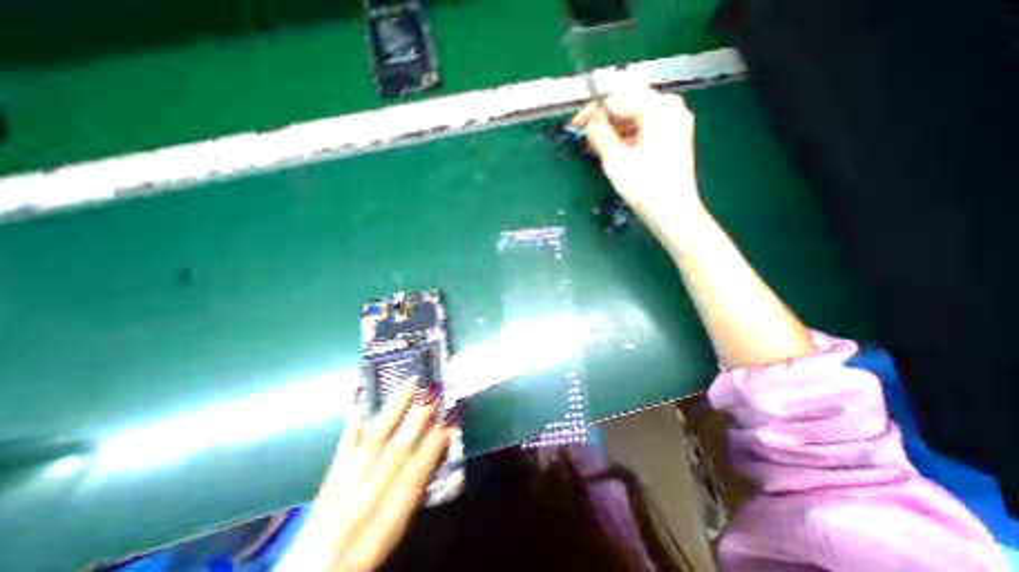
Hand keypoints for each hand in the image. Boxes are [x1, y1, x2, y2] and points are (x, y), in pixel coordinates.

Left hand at [279, 386, 451, 568]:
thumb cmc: (363, 550)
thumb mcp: (395, 531)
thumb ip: (415, 491)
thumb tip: (435, 451)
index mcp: (384, 522)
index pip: (413, 476)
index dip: (433, 447)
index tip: (448, 421)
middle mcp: (361, 501)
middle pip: (393, 454)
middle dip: (416, 421)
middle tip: (432, 394)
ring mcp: (341, 487)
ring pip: (371, 442)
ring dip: (392, 410)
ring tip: (409, 385)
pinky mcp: (327, 477)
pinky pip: (342, 445)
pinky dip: (354, 421)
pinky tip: (363, 399)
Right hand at [573, 88, 709, 246]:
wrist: (672, 211)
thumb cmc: (643, 186)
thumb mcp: (615, 160)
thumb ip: (600, 135)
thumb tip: (590, 123)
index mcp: (657, 107)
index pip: (617, 98)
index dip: (593, 111)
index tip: (575, 125)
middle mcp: (671, 107)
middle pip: (630, 103)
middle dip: (605, 119)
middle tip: (585, 135)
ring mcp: (676, 121)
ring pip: (638, 115)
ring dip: (616, 128)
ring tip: (597, 144)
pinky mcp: (676, 136)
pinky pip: (647, 127)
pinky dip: (629, 135)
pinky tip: (616, 148)